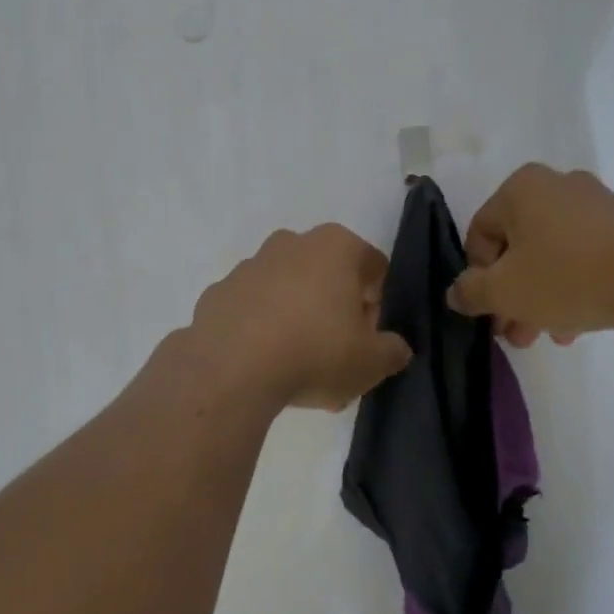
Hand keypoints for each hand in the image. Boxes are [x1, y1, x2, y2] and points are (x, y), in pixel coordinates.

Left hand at [191, 225, 412, 411]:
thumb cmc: (315, 353)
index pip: (373, 267)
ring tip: (298, 365)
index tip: (369, 338)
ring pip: (287, 288)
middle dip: (336, 308)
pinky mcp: (218, 292)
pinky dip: (261, 327)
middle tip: (337, 351)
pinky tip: (263, 363)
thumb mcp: (371, 363)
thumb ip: (392, 351)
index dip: (378, 304)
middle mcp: (291, 243)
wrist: (231, 370)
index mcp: (335, 246)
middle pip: (328, 273)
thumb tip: (395, 348)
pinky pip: (252, 308)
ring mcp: (249, 265)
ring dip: (297, 316)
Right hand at [447, 165, 613, 345]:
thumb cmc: (569, 276)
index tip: (490, 312)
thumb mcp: (504, 291)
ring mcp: (595, 204)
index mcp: (520, 188)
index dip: (477, 278)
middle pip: (517, 247)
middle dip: (512, 295)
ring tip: (547, 336)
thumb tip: (456, 293)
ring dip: (540, 297)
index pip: (479, 235)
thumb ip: (469, 291)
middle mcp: (556, 185)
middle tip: (515, 334)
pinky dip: (573, 287)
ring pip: (551, 255)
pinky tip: (575, 325)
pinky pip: (584, 256)